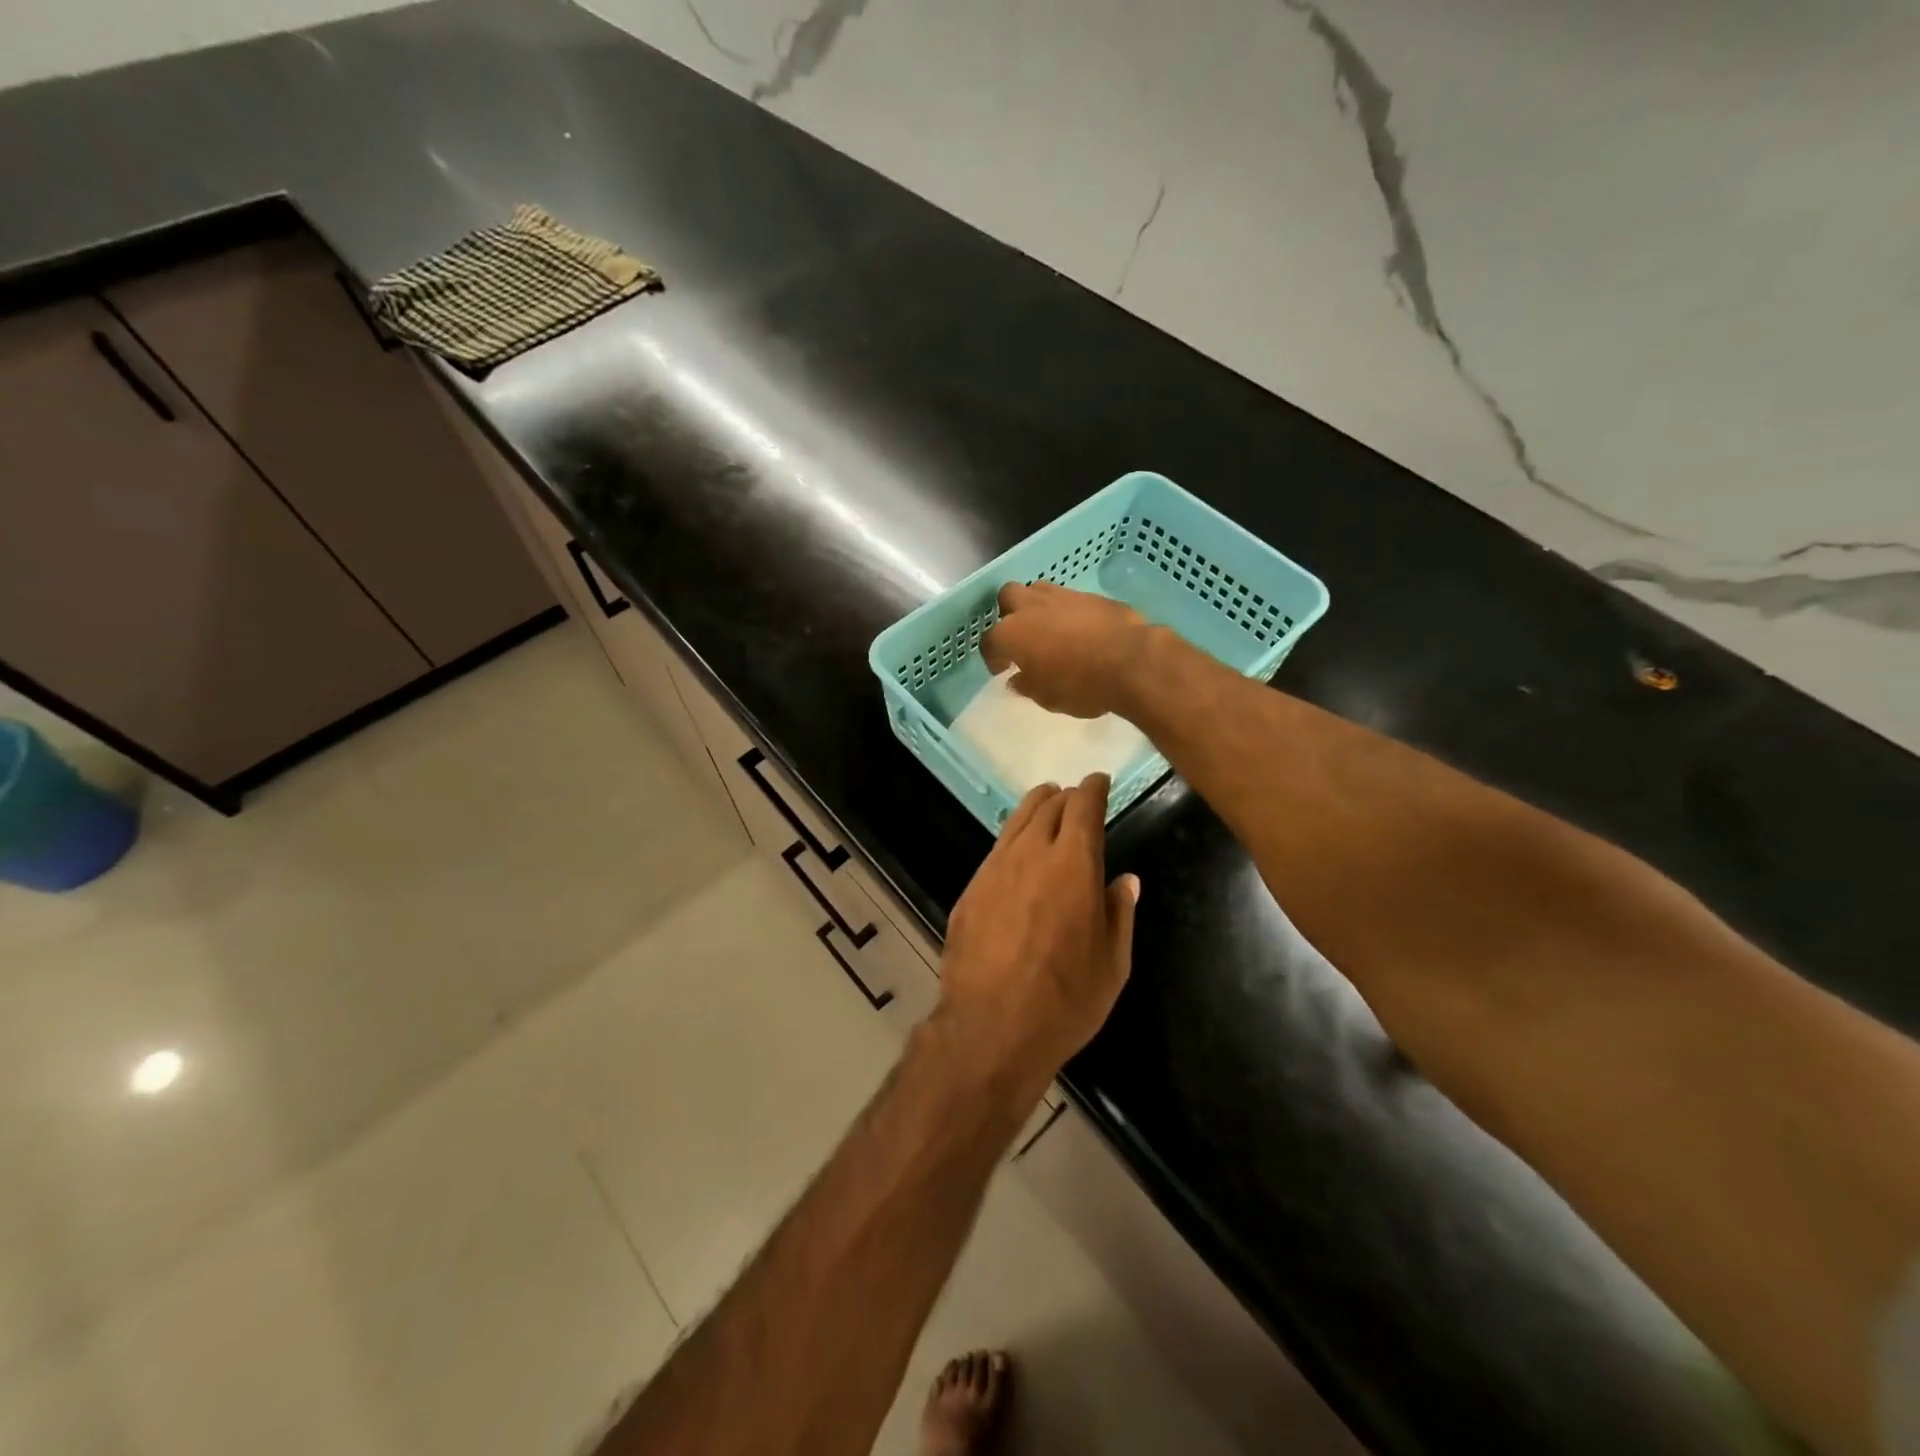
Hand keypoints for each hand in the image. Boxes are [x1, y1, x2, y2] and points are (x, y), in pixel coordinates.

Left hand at [936, 775, 1139, 1096]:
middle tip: (1075, 796)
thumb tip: (1125, 880)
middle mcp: (1031, 854)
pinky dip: (1013, 839)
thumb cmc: (1065, 1000)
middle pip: (1048, 806)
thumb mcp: (1112, 963)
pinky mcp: (970, 890)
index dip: (1094, 788)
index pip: (1084, 807)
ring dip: (1035, 807)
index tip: (1099, 781)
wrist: (991, 1026)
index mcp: (1074, 864)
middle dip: (1065, 795)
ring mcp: (994, 870)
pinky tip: (1017, 852)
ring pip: (1016, 822)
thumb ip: (1119, 913)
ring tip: (1046, 802)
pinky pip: (996, 851)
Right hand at [979, 582, 1151, 719]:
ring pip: (1038, 590)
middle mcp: (1030, 607)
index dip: (993, 657)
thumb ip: (1027, 685)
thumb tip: (1017, 678)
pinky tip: (1078, 629)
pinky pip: (1069, 598)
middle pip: (1008, 597)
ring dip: (1037, 607)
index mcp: (1011, 634)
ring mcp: (1062, 596)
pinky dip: (1067, 611)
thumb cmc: (1080, 685)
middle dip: (1009, 614)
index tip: (1003, 669)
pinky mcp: (1090, 595)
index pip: (989, 642)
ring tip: (1048, 629)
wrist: (1131, 661)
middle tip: (1022, 637)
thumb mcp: (1047, 698)